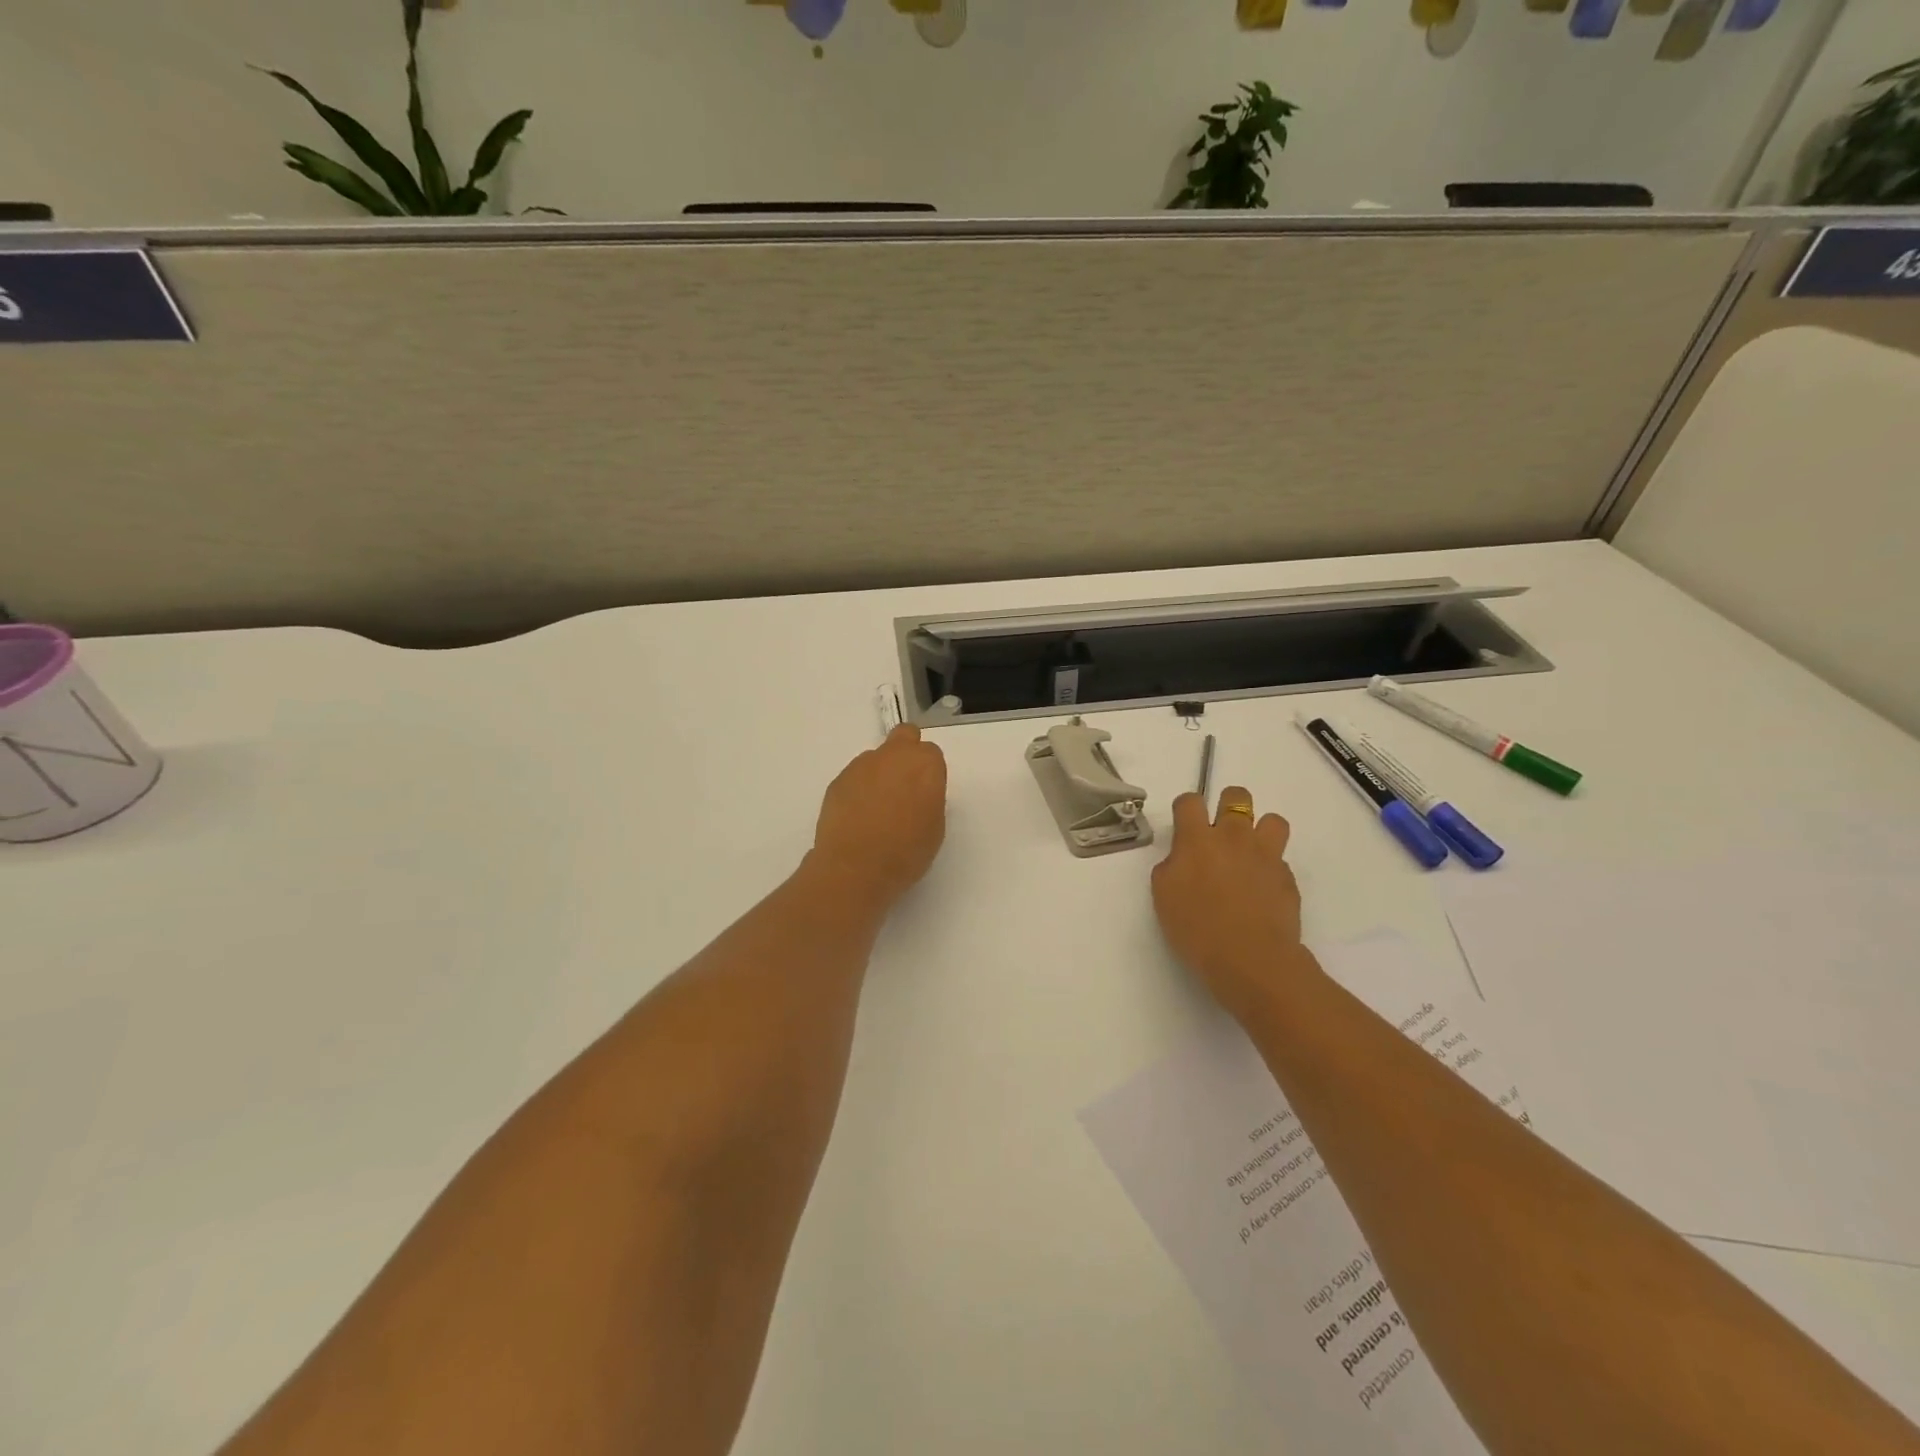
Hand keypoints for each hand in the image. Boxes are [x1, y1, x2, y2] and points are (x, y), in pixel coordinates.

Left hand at [809, 724, 948, 911]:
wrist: (854, 868)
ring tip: (876, 809)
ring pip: (876, 758)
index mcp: (924, 764)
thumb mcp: (935, 827)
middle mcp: (893, 755)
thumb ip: (929, 798)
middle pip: (904, 737)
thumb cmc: (906, 852)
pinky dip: (858, 789)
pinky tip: (857, 817)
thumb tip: (916, 794)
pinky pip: (855, 777)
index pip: (931, 753)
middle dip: (906, 753)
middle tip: (904, 786)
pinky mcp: (838, 781)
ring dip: (880, 773)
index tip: (925, 794)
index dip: (929, 772)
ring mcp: (861, 766)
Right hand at [1151, 786, 1309, 1022]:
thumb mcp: (1163, 896)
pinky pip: (1281, 860)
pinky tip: (1261, 891)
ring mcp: (1266, 855)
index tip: (1184, 825)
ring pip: (1273, 820)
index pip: (1189, 801)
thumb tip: (1182, 858)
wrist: (1250, 959)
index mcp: (1197, 839)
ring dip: (1260, 831)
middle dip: (1228, 805)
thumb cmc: (1196, 929)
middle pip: (1237, 796)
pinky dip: (1271, 869)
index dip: (1185, 808)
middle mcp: (1234, 837)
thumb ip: (1171, 866)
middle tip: (1220, 832)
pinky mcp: (1288, 878)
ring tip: (1250, 854)